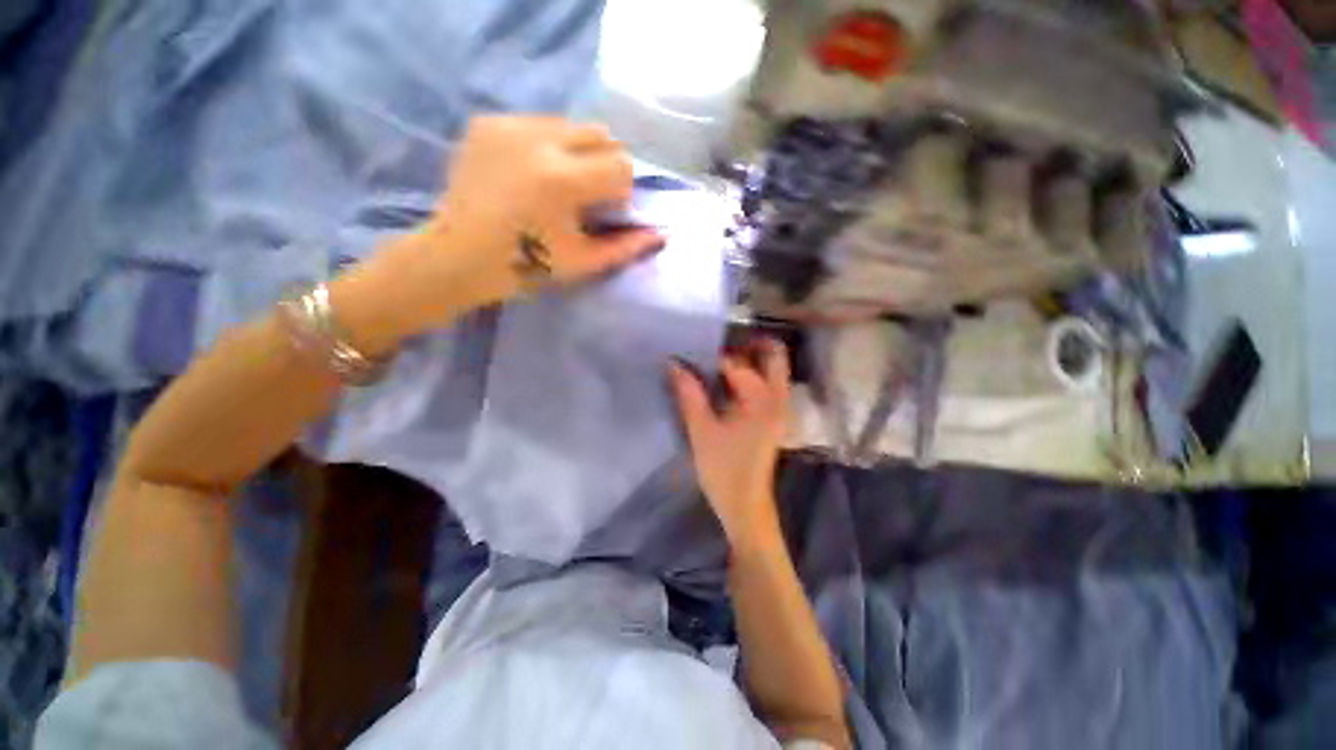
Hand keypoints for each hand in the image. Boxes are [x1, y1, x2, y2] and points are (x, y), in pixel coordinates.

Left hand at [402, 116, 662, 319]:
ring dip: (576, 153)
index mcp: (562, 180)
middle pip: (600, 133)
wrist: (459, 256)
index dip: (621, 191)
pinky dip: (545, 146)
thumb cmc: (526, 267)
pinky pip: (537, 124)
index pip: (621, 165)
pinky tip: (528, 174)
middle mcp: (537, 140)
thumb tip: (661, 235)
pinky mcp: (487, 122)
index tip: (604, 212)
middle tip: (584, 196)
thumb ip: (625, 247)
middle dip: (604, 164)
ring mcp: (508, 125)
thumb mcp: (582, 262)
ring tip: (554, 185)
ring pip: (569, 125)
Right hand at [670, 339, 790, 549]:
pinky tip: (724, 382)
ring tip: (717, 361)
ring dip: (749, 358)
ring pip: (773, 369)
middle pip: (774, 355)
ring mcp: (780, 408)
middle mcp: (779, 399)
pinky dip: (750, 374)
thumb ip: (688, 394)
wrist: (745, 507)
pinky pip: (768, 383)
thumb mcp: (701, 430)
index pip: (738, 364)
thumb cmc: (724, 470)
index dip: (712, 356)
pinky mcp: (774, 417)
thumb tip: (673, 363)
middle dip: (748, 344)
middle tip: (717, 345)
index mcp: (763, 401)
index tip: (691, 353)